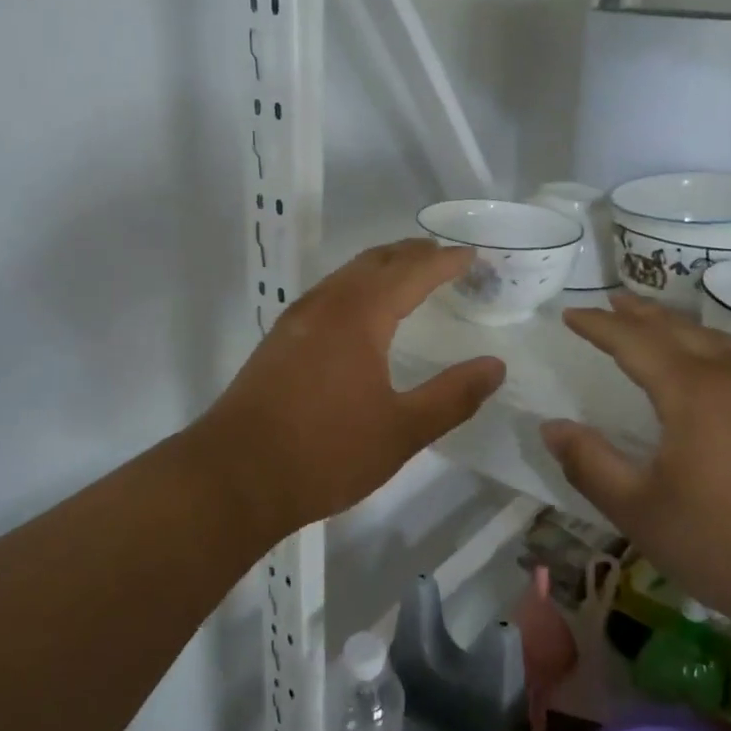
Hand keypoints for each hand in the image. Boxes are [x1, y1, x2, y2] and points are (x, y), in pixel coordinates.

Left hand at [195, 240, 505, 539]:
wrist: (235, 477)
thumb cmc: (326, 453)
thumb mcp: (402, 431)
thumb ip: (452, 396)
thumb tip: (495, 366)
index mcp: (359, 316)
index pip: (411, 273)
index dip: (444, 261)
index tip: (472, 255)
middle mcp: (326, 305)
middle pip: (374, 262)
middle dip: (412, 253)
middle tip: (443, 256)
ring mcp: (296, 321)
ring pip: (345, 275)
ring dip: (380, 267)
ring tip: (407, 275)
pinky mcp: (278, 341)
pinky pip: (327, 294)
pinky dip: (355, 287)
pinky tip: (359, 312)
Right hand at [540, 295, 730, 649]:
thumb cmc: (727, 542)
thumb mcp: (640, 511)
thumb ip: (590, 465)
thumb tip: (552, 428)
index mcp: (691, 391)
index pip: (634, 342)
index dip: (598, 326)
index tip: (568, 314)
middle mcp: (728, 377)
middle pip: (675, 328)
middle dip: (637, 313)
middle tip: (606, 301)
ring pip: (709, 337)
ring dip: (672, 322)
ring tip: (648, 319)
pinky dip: (702, 341)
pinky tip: (702, 359)